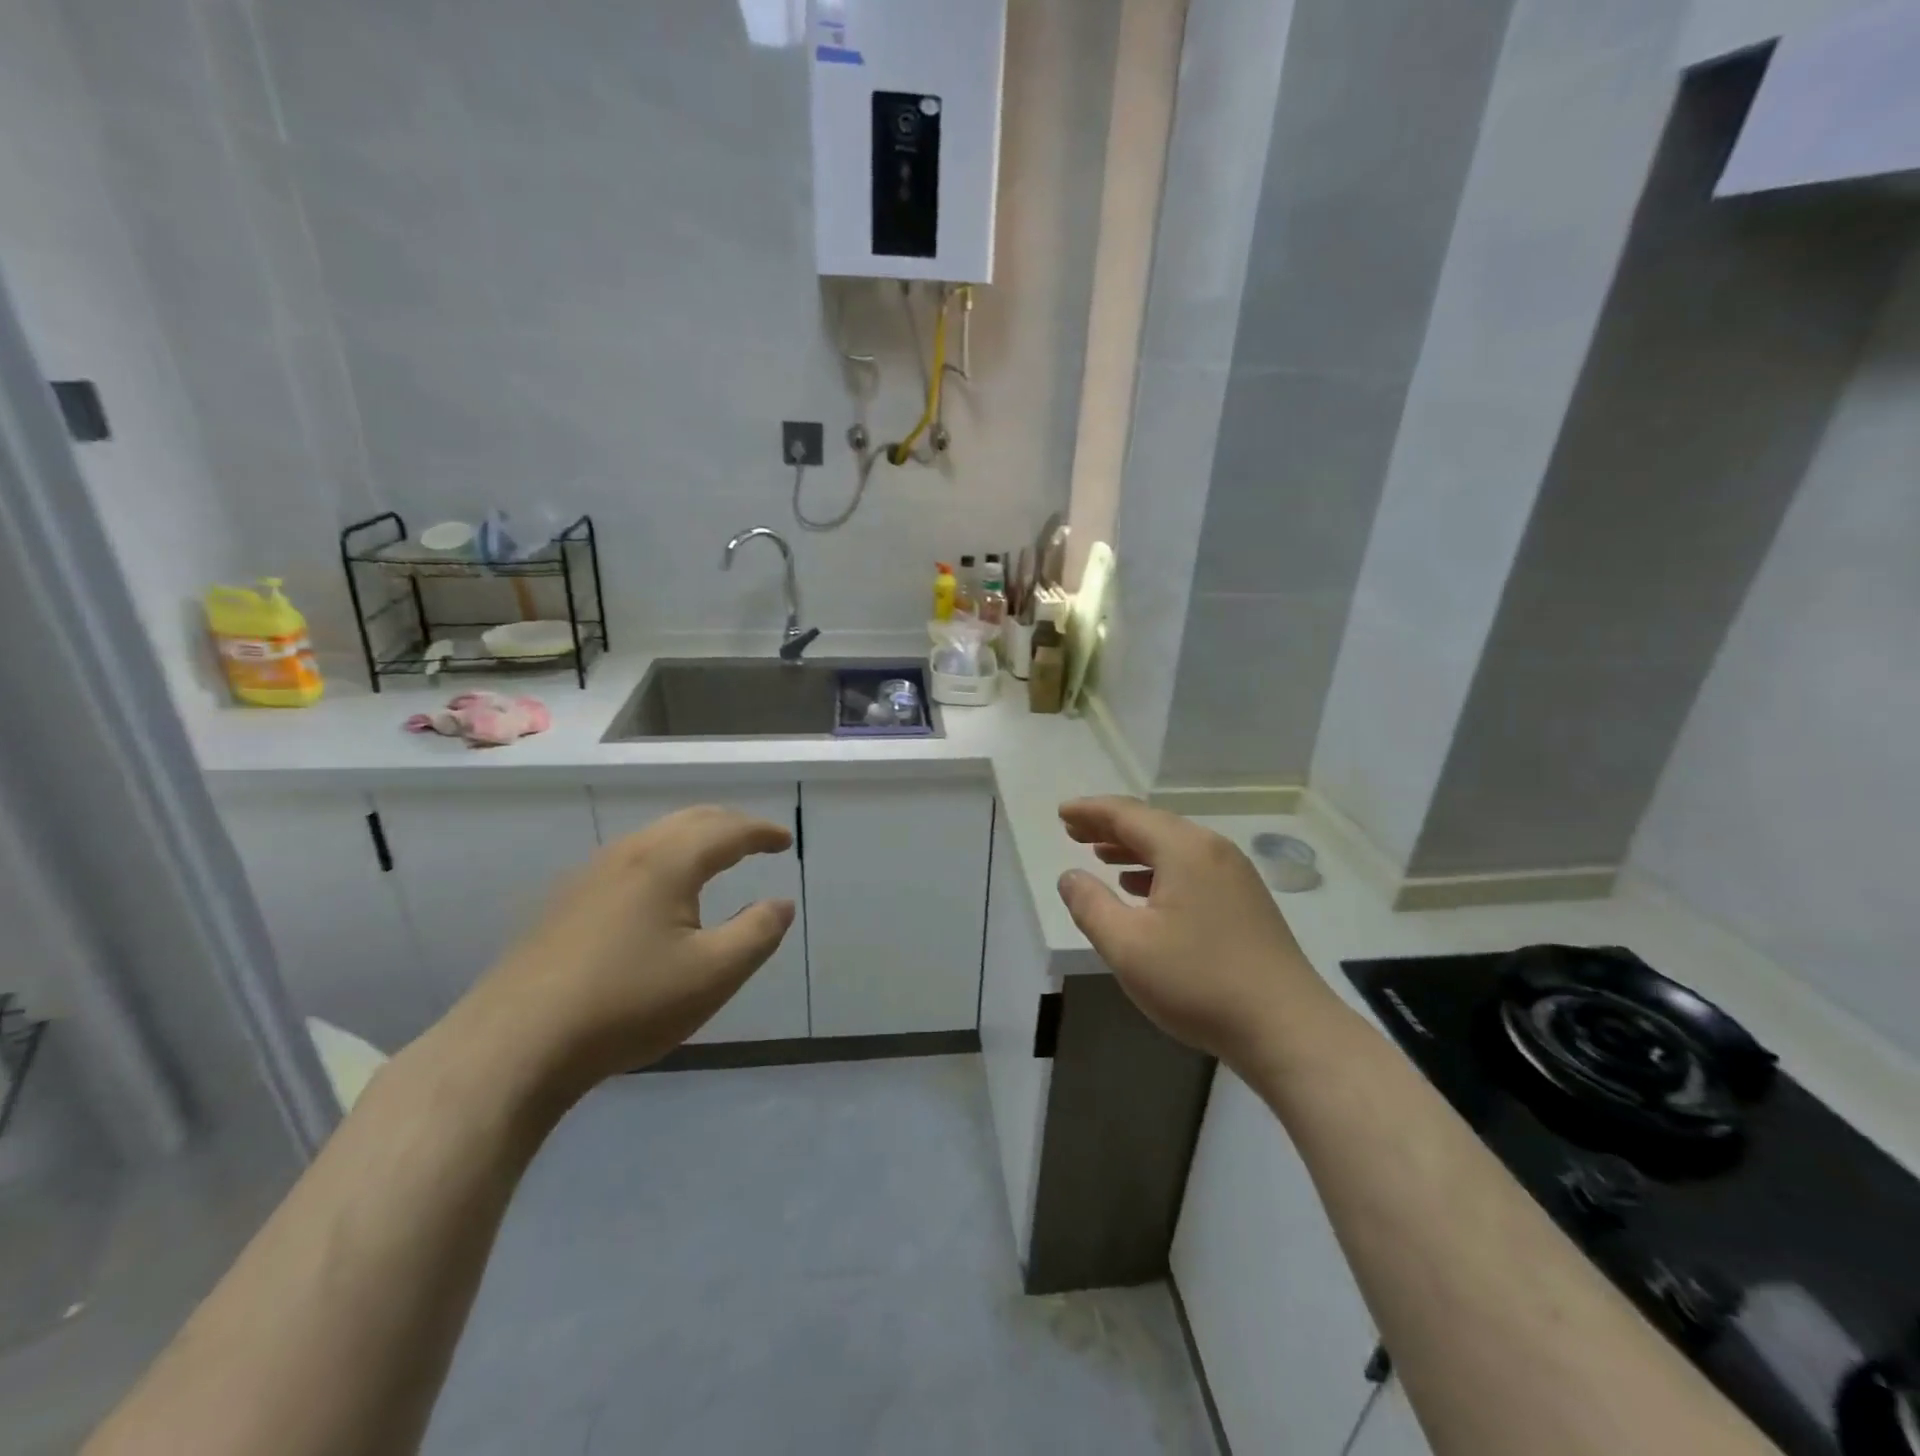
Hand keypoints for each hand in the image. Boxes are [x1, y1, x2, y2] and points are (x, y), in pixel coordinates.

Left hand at [456, 806, 795, 1096]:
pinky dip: (664, 857)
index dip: (762, 832)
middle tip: (757, 840)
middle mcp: (628, 854)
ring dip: (694, 838)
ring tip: (715, 858)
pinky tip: (658, 891)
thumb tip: (782, 903)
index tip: (785, 841)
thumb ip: (758, 932)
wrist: (514, 1044)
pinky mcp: (564, 903)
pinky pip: (630, 859)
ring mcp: (589, 876)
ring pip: (655, 837)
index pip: (727, 830)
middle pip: (689, 821)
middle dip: (730, 825)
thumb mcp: (713, 975)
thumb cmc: (628, 1004)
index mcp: (667, 862)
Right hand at [1055, 797, 1332, 1068]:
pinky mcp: (1246, 901)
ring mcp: (1235, 875)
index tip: (1061, 813)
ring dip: (1133, 848)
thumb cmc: (1198, 983)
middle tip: (1074, 832)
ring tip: (1101, 855)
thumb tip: (1069, 876)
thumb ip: (1090, 905)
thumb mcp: (1127, 946)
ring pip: (1174, 848)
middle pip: (1152, 825)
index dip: (1090, 812)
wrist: (1287, 1030)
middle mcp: (1212, 850)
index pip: (1127, 814)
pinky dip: (1159, 870)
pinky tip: (1142, 889)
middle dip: (1109, 827)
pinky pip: (1191, 868)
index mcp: (1184, 849)